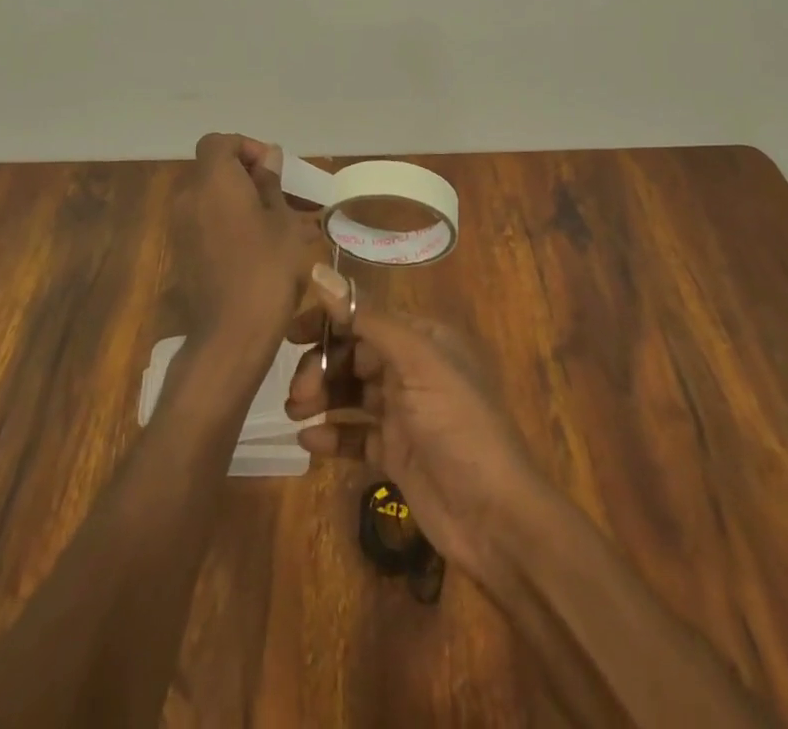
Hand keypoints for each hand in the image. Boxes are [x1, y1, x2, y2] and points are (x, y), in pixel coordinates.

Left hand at [171, 133, 321, 352]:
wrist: (231, 335)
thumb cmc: (266, 269)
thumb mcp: (282, 222)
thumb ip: (270, 183)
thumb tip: (268, 157)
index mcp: (213, 181)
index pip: (219, 142)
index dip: (246, 148)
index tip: (273, 170)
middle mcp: (189, 197)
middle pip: (214, 169)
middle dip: (247, 176)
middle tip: (282, 197)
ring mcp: (181, 228)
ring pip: (211, 198)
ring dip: (240, 201)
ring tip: (277, 224)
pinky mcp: (182, 254)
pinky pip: (206, 223)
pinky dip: (229, 223)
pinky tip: (258, 247)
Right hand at [284, 268, 547, 585]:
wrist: (495, 518)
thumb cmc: (458, 424)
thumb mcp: (416, 361)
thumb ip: (366, 318)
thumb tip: (318, 270)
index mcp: (423, 338)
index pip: (366, 317)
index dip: (329, 321)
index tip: (292, 334)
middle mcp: (413, 369)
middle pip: (354, 355)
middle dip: (322, 367)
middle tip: (298, 393)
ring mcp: (404, 413)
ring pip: (351, 393)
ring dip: (322, 398)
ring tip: (295, 414)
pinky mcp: (396, 453)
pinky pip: (355, 435)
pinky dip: (332, 436)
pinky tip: (308, 443)